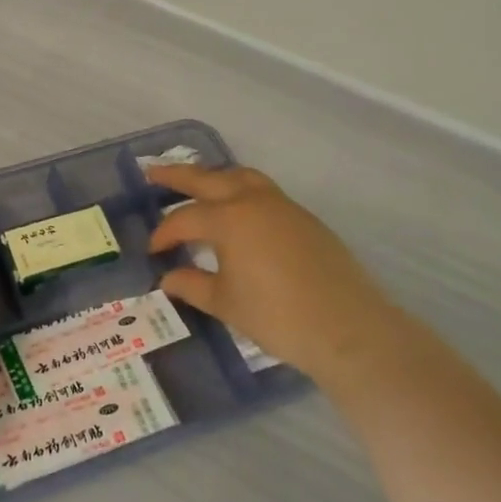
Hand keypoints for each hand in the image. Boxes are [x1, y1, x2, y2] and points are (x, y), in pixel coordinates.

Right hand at [146, 164, 404, 394]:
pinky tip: (238, 211)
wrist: (348, 329)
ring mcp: (283, 206)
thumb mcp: (226, 303)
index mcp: (229, 219)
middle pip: (208, 179)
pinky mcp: (305, 219)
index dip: (164, 233)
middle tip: (152, 172)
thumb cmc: (278, 317)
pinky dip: (241, 190)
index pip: (184, 219)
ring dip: (215, 176)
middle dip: (177, 175)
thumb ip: (192, 285)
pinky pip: (264, 191)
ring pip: (241, 177)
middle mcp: (253, 201)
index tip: (153, 250)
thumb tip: (167, 277)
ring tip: (198, 182)